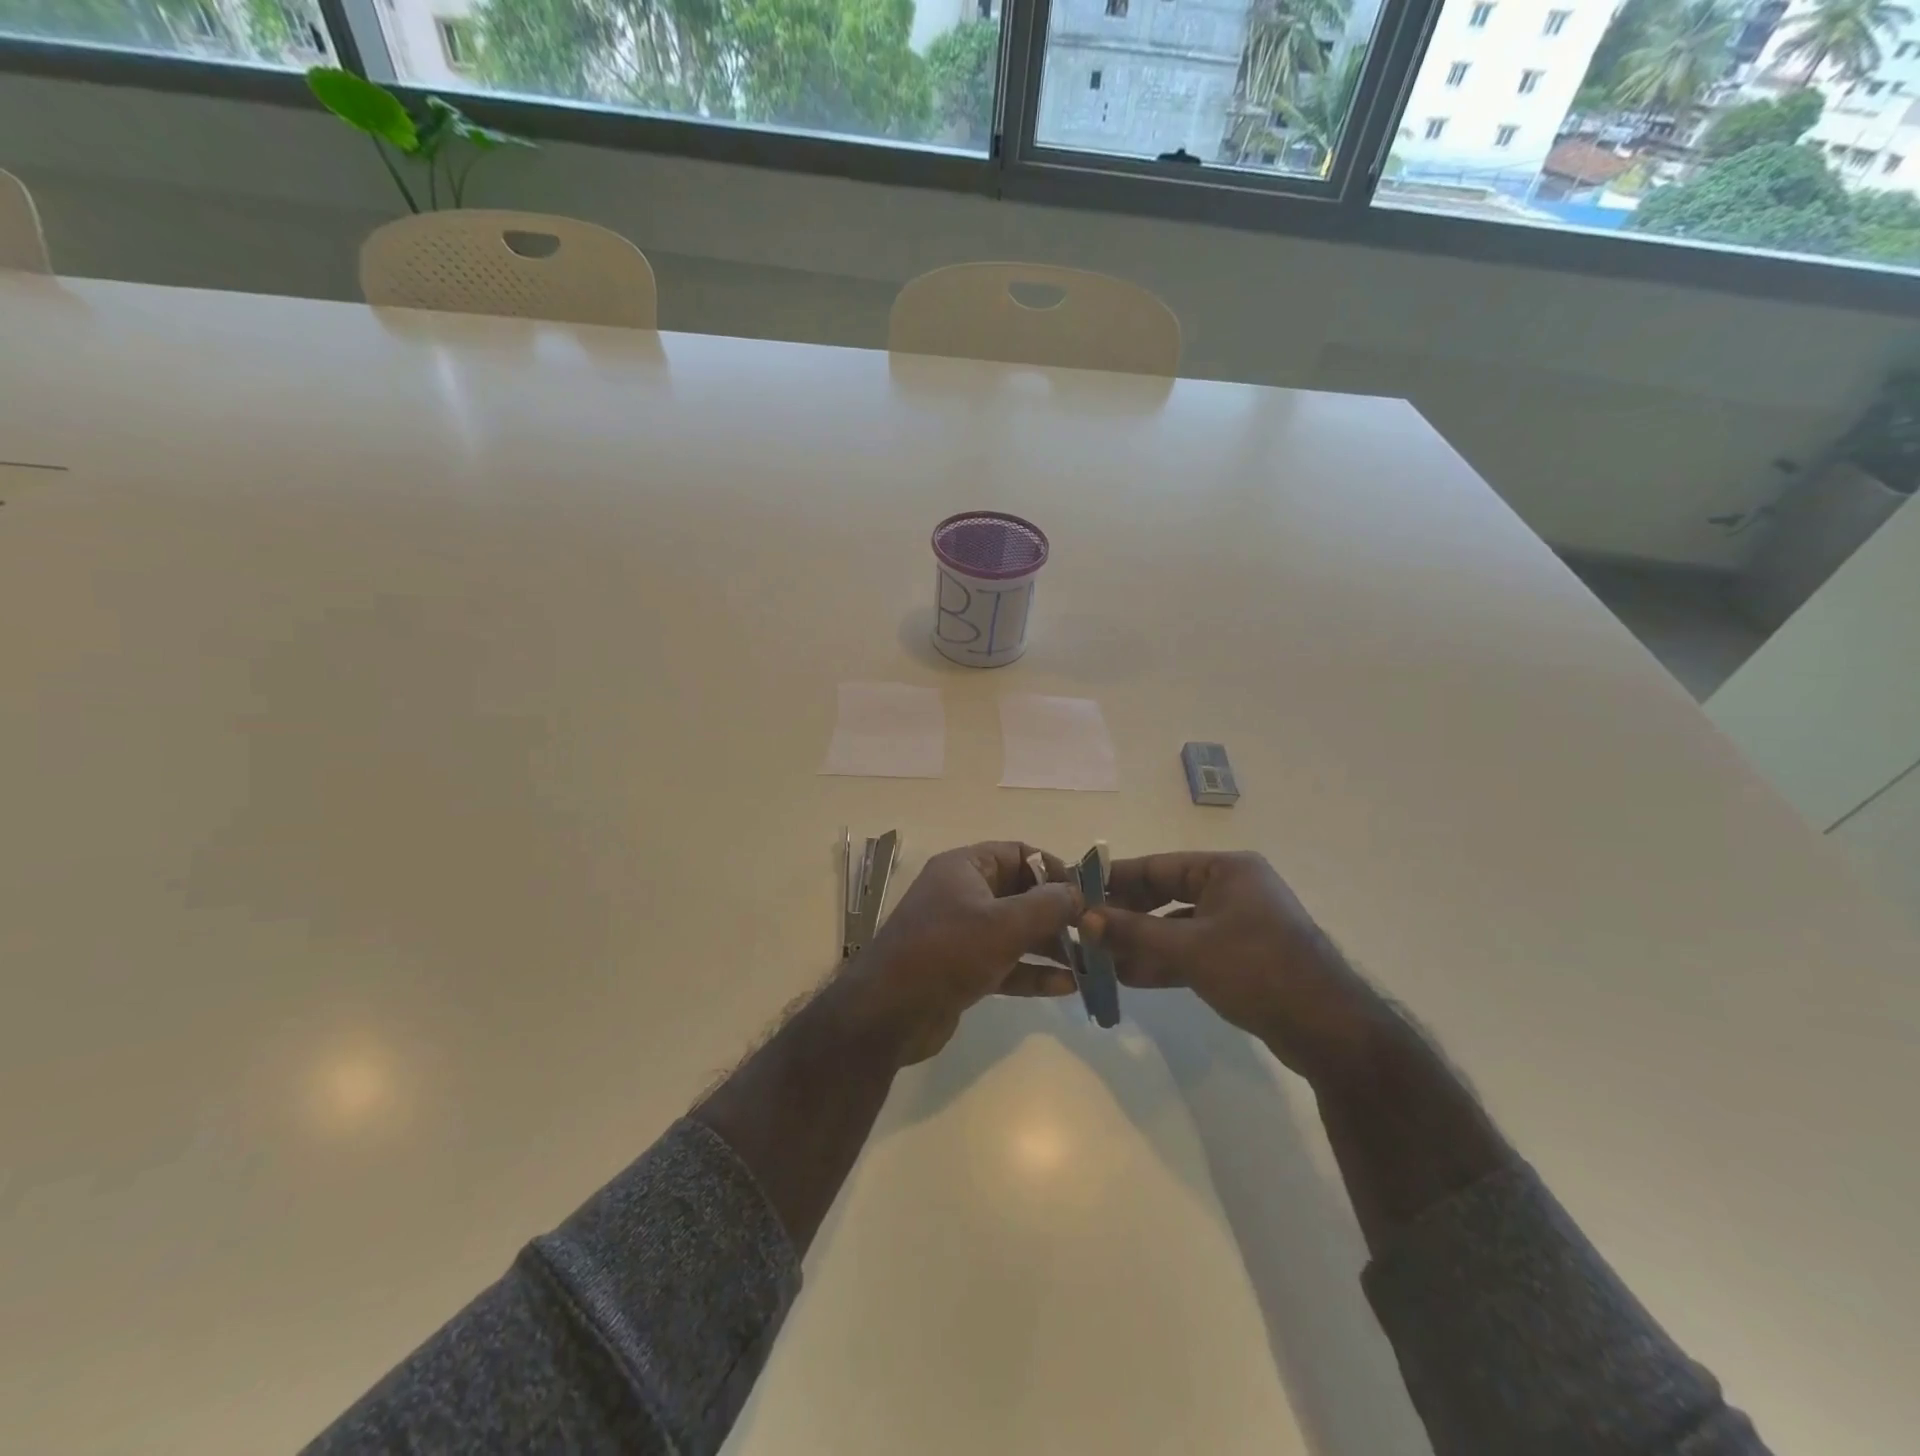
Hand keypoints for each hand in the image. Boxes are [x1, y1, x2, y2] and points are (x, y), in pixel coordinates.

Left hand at [838, 842, 1082, 1065]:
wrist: (888, 1014)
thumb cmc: (946, 953)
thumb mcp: (1003, 924)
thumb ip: (1047, 906)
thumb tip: (1078, 893)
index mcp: (965, 868)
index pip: (1019, 854)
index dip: (1055, 870)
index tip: (1085, 895)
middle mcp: (963, 894)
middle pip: (1021, 893)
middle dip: (1058, 913)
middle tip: (1095, 934)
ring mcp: (961, 933)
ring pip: (1016, 931)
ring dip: (1051, 946)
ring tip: (1092, 963)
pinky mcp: (962, 969)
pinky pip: (1006, 963)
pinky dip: (1032, 972)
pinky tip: (1068, 987)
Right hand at [1082, 851, 1379, 1080]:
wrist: (1329, 1031)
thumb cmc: (1258, 970)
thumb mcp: (1189, 949)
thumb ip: (1134, 932)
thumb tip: (1084, 919)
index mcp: (1226, 870)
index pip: (1157, 867)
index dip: (1115, 879)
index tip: (1078, 891)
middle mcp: (1232, 890)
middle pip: (1164, 896)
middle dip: (1126, 916)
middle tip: (1085, 930)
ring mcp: (1238, 925)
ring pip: (1175, 927)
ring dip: (1140, 943)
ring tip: (1098, 958)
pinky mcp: (1240, 958)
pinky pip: (1190, 951)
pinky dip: (1162, 961)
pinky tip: (1128, 977)